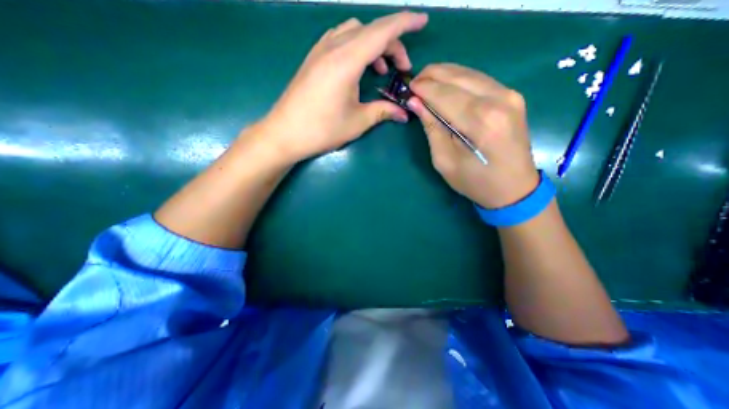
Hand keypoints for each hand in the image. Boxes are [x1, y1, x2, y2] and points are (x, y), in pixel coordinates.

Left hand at [254, 12, 428, 162]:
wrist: (285, 133)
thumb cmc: (322, 129)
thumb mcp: (357, 121)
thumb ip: (383, 111)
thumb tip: (404, 114)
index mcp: (347, 60)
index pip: (382, 31)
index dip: (405, 23)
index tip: (423, 21)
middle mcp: (333, 47)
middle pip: (370, 30)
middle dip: (392, 43)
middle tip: (401, 68)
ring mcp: (320, 50)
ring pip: (354, 32)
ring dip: (373, 45)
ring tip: (380, 70)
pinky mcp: (313, 58)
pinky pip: (340, 40)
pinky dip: (356, 47)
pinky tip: (358, 68)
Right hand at [408, 65, 537, 210]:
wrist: (514, 189)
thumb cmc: (475, 181)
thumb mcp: (445, 161)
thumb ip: (432, 128)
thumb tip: (416, 103)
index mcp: (480, 121)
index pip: (444, 94)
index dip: (423, 88)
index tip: (408, 88)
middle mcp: (498, 100)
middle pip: (457, 77)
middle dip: (432, 75)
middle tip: (415, 83)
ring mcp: (510, 95)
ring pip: (469, 73)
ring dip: (445, 75)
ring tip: (426, 82)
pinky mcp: (513, 96)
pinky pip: (480, 79)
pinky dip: (460, 79)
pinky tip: (447, 85)